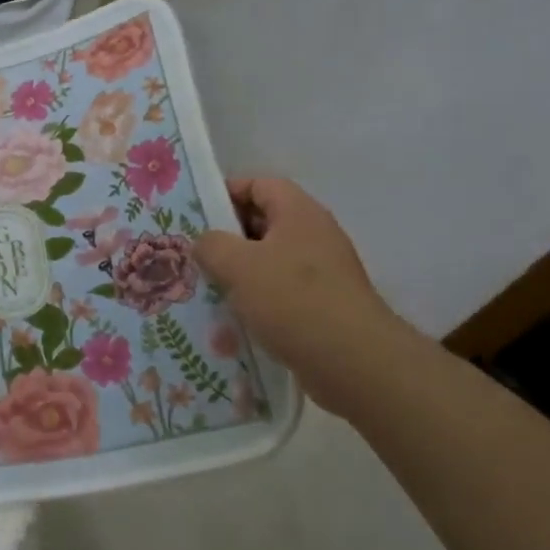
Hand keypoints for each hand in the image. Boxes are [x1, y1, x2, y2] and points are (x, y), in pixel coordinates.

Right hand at [193, 178, 409, 415]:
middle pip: (264, 223)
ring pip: (271, 261)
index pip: (259, 185)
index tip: (197, 215)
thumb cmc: (292, 300)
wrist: (354, 364)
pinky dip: (259, 302)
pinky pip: (283, 294)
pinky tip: (236, 321)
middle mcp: (315, 235)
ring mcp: (324, 273)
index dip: (226, 193)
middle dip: (228, 238)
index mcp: (299, 212)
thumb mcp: (237, 265)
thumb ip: (211, 245)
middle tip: (196, 254)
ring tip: (209, 290)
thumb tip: (206, 243)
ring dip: (241, 274)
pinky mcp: (325, 307)